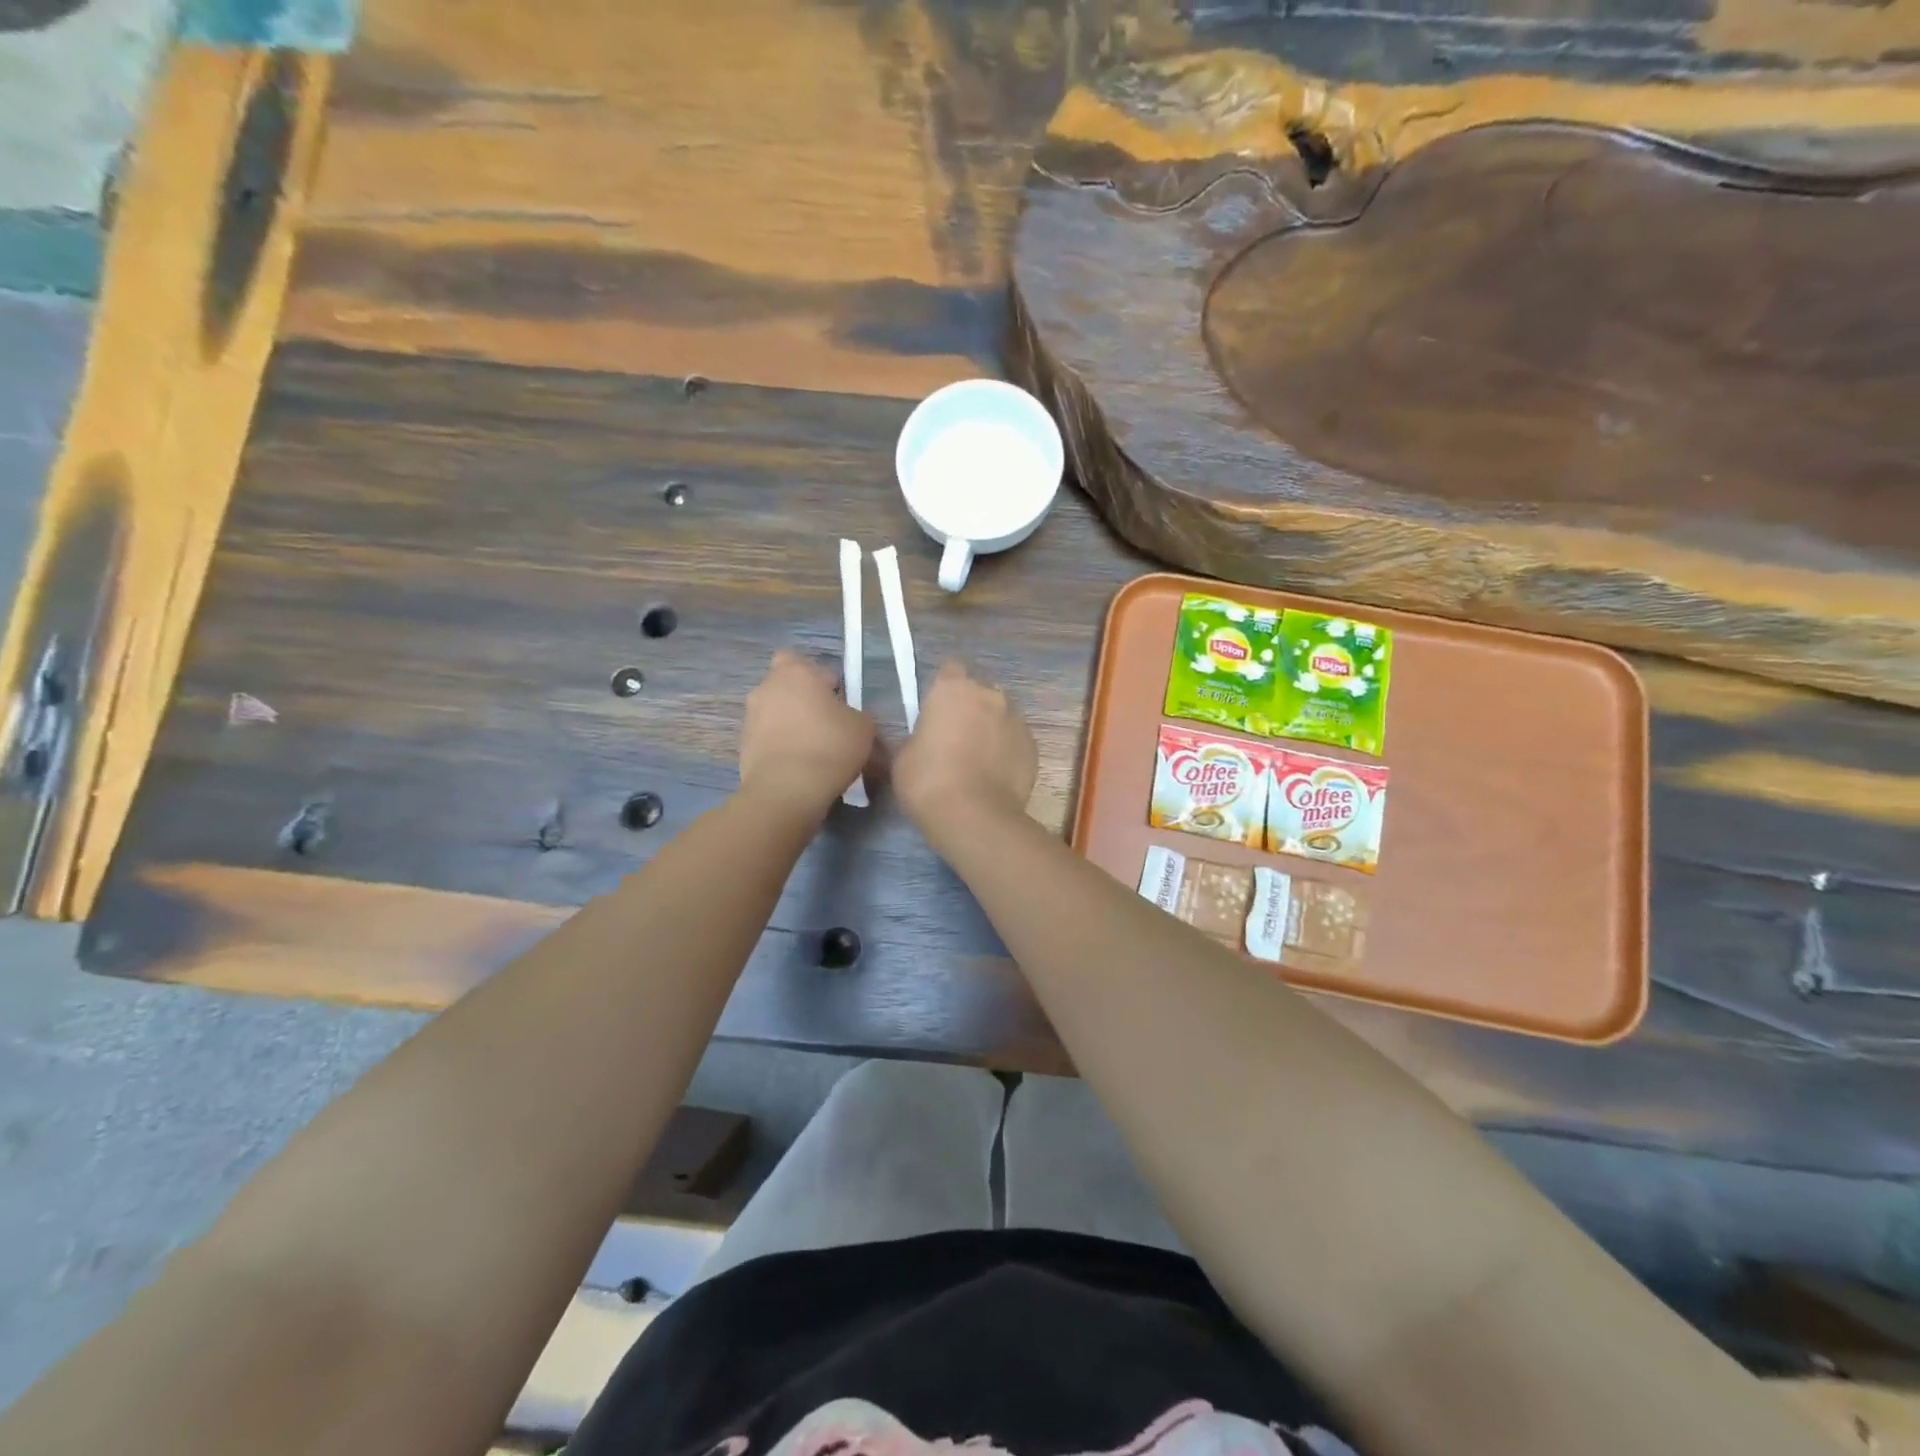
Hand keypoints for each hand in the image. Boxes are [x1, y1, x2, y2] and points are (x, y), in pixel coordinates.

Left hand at [740, 650, 875, 819]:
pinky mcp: (742, 744)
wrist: (786, 790)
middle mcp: (767, 686)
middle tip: (825, 723)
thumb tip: (846, 717)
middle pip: (786, 685)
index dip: (824, 681)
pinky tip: (799, 765)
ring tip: (812, 749)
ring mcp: (750, 716)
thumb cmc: (830, 747)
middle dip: (802, 699)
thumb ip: (855, 713)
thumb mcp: (863, 727)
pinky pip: (767, 736)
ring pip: (775, 711)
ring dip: (790, 723)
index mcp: (796, 672)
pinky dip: (780, 745)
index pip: (808, 663)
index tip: (838, 703)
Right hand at [894, 660, 1037, 832]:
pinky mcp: (1033, 746)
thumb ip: (918, 736)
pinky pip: (1016, 741)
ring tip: (978, 761)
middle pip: (980, 691)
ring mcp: (1016, 720)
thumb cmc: (927, 780)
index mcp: (953, 689)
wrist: (974, 816)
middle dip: (970, 707)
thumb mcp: (903, 756)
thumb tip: (926, 739)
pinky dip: (1007, 751)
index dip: (944, 687)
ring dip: (991, 729)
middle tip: (956, 737)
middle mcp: (990, 695)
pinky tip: (995, 776)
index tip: (937, 709)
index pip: (951, 669)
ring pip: (1001, 716)